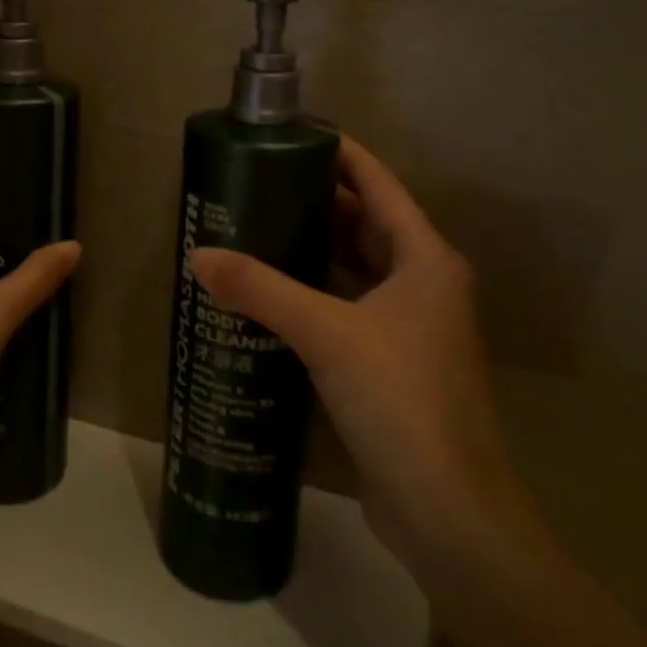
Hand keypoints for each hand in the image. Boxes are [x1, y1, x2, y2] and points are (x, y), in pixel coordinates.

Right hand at [189, 137, 540, 570]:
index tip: (287, 136)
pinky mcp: (390, 363)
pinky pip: (346, 307)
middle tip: (254, 187)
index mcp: (424, 258)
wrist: (448, 510)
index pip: (378, 183)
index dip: (338, 154)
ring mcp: (409, 326)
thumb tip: (198, 255)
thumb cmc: (401, 400)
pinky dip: (313, 294)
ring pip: (355, 267)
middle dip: (314, 202)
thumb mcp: (326, 334)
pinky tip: (270, 296)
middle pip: (365, 223)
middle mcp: (422, 283)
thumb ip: (260, 289)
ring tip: (254, 231)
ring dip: (312, 249)